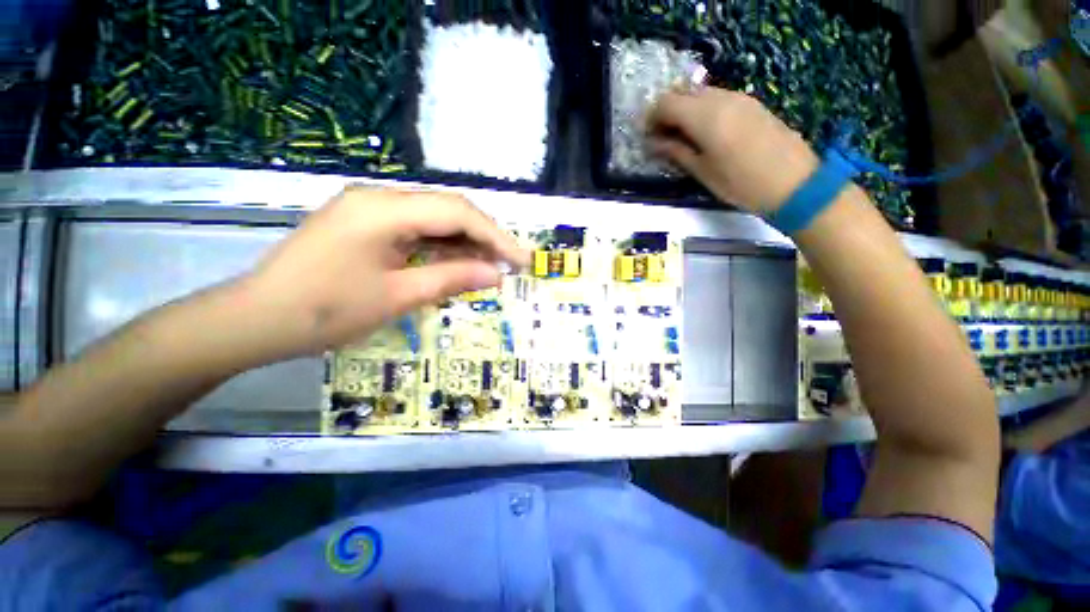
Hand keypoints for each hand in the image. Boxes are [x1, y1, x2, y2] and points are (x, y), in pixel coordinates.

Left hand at [235, 187, 529, 362]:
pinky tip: (459, 263)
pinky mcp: (367, 225)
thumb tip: (497, 274)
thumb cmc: (324, 311)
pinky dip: (442, 248)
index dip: (496, 236)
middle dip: (485, 238)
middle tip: (510, 265)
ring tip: (491, 268)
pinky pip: (416, 231)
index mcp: (384, 210)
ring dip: (465, 244)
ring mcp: (371, 210)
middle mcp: (379, 199)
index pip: (457, 213)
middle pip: (449, 211)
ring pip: (435, 220)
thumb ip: (452, 278)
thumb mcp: (398, 296)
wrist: (256, 319)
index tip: (521, 260)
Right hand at [648, 88, 819, 213]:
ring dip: (685, 110)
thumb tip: (653, 143)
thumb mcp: (702, 171)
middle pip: (683, 92)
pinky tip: (704, 133)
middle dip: (667, 111)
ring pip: (701, 93)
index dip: (651, 117)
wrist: (793, 183)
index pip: (666, 103)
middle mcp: (721, 98)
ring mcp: (740, 98)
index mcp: (705, 116)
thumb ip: (676, 152)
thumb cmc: (740, 183)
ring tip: (682, 138)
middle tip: (661, 138)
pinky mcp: (752, 104)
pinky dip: (703, 110)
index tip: (646, 137)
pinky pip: (718, 98)